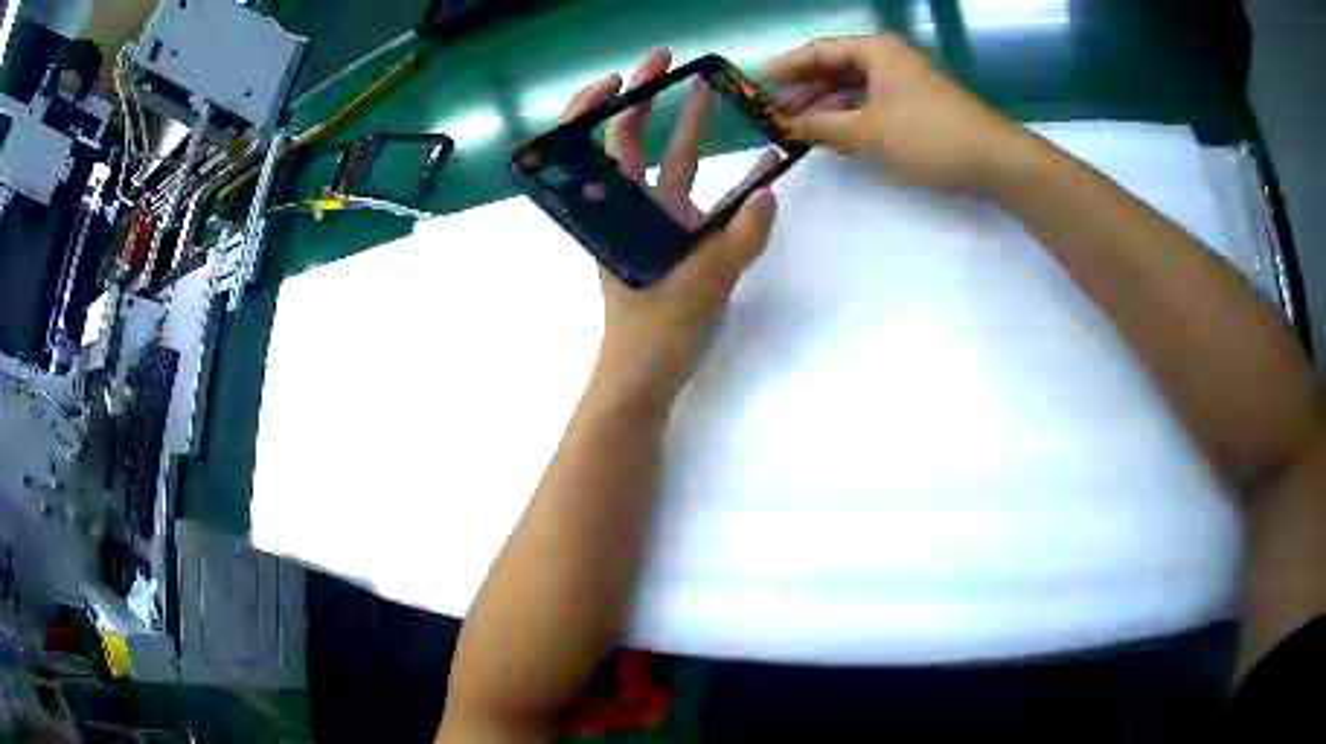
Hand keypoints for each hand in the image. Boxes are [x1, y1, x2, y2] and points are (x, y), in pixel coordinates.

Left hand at [564, 50, 777, 388]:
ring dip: (692, 131)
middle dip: (652, 99)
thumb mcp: (701, 282)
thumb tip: (769, 192)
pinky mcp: (679, 243)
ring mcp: (657, 224)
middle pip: (634, 142)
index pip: (600, 144)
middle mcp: (632, 209)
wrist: (646, 376)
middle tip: (677, 64)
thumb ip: (740, 237)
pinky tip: (762, 170)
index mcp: (618, 211)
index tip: (625, 76)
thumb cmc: (655, 330)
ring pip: (673, 166)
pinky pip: (706, 203)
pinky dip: (731, 186)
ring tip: (715, 94)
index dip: (602, 105)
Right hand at [766, 34, 1047, 195]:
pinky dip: (854, 118)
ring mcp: (907, 82)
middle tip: (776, 112)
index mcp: (876, 51)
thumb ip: (823, 126)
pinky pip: (875, 104)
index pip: (820, 51)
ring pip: (857, 89)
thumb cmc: (928, 136)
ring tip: (800, 128)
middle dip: (807, 90)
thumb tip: (787, 126)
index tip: (758, 81)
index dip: (788, 67)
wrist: (995, 160)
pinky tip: (837, 136)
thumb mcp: (868, 132)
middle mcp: (890, 59)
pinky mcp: (920, 105)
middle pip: (837, 68)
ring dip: (829, 107)